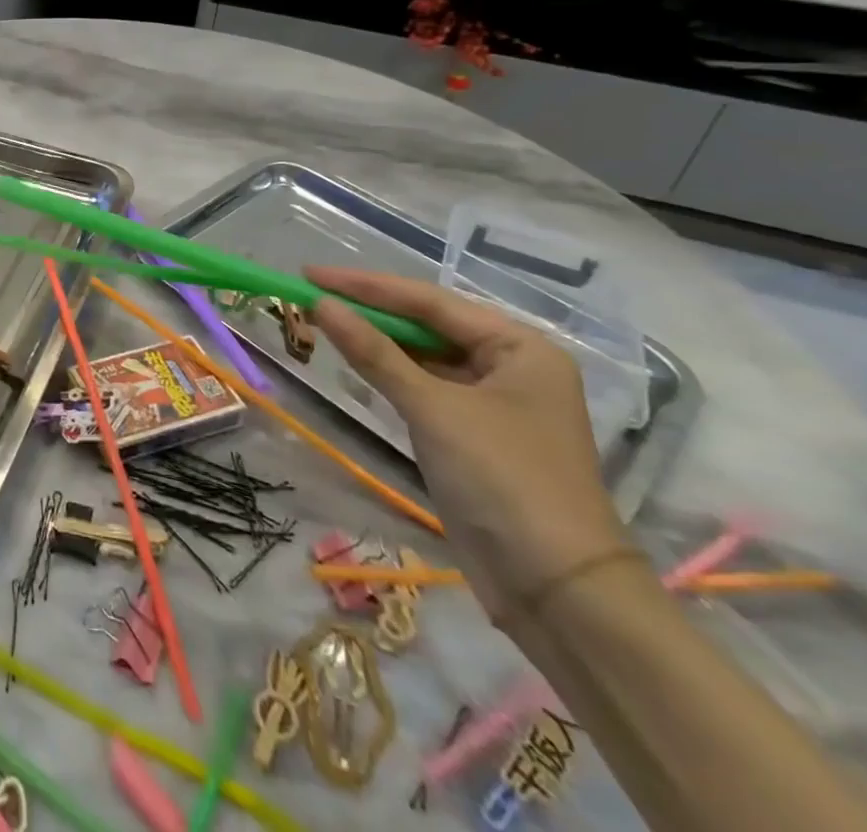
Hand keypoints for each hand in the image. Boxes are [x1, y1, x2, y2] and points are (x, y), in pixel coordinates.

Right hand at [307, 267, 628, 624]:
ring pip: (424, 356)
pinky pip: (425, 387)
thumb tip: (320, 304)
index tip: (310, 274)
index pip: (429, 301)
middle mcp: (512, 366)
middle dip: (370, 311)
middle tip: (312, 296)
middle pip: (428, 325)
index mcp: (520, 347)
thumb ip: (374, 352)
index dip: (365, 286)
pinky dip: (390, 374)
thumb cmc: (502, 480)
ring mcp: (495, 402)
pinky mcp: (476, 435)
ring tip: (324, 322)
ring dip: (377, 342)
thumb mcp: (432, 408)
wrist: (556, 591)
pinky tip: (357, 363)